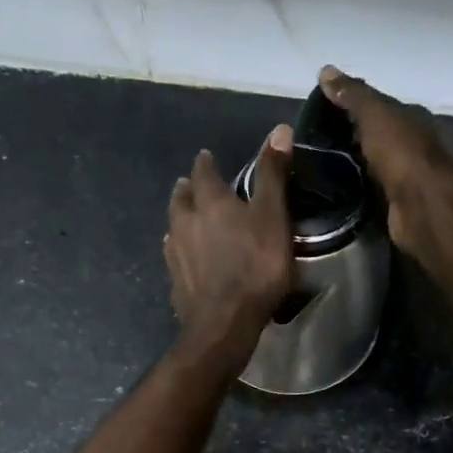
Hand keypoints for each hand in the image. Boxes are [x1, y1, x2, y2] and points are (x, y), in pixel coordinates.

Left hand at [164, 125, 293, 361]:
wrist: (224, 323)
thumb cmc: (255, 267)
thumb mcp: (273, 217)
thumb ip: (273, 175)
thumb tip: (279, 129)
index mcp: (210, 202)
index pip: (204, 173)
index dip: (206, 164)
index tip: (205, 157)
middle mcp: (185, 223)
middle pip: (180, 199)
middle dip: (186, 189)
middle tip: (189, 184)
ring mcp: (175, 254)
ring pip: (173, 227)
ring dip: (180, 218)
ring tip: (185, 217)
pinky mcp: (174, 282)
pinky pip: (174, 257)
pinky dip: (179, 249)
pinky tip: (183, 255)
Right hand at [319, 65, 452, 267]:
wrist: (423, 206)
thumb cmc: (402, 153)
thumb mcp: (375, 115)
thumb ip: (352, 95)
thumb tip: (325, 70)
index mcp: (410, 119)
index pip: (378, 107)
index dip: (352, 106)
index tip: (321, 112)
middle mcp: (411, 145)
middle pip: (376, 136)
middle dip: (350, 137)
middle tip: (314, 142)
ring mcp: (405, 176)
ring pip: (372, 165)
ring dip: (352, 165)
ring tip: (318, 167)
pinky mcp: (396, 204)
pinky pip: (371, 190)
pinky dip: (355, 189)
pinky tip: (334, 191)